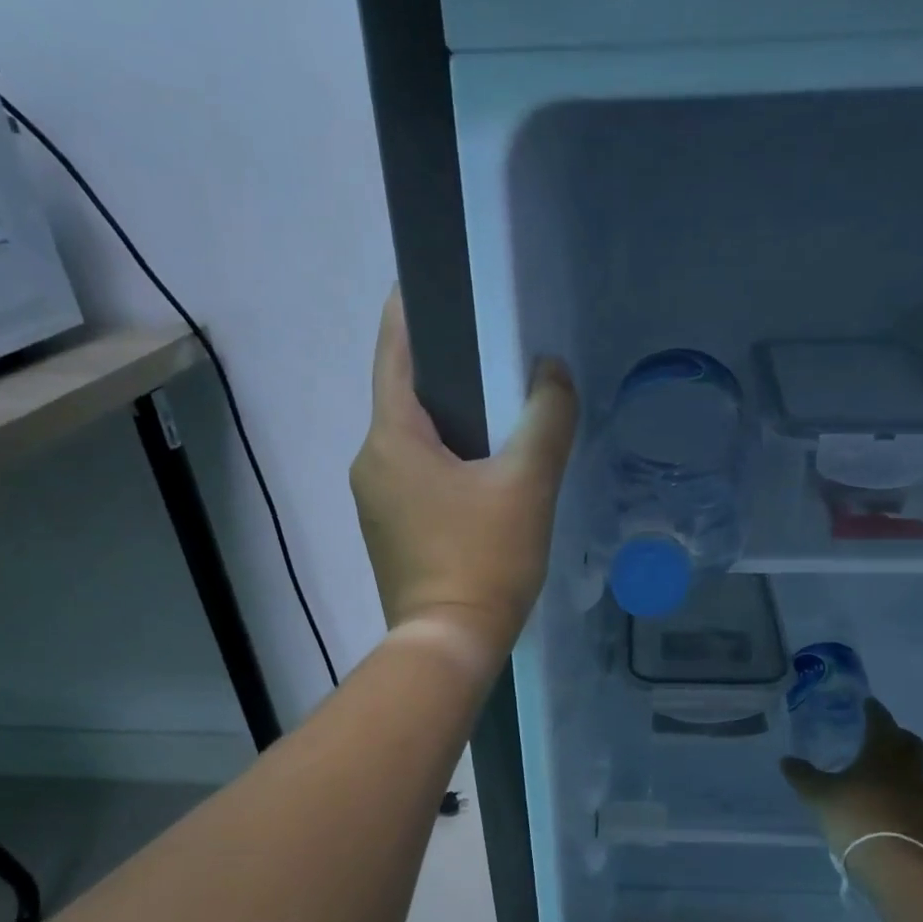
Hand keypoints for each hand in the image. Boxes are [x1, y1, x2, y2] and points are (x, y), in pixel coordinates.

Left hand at [349, 288, 578, 663]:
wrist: (449, 644)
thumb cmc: (485, 559)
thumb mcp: (527, 484)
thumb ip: (546, 418)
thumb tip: (551, 371)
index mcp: (391, 438)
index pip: (394, 352)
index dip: (410, 309)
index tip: (432, 277)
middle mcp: (370, 461)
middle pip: (404, 395)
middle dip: (445, 367)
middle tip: (494, 346)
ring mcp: (375, 500)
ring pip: (412, 439)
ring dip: (449, 417)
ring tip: (499, 404)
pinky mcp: (389, 530)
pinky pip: (416, 473)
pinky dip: (445, 457)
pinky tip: (484, 466)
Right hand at [779, 700, 922, 861]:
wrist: (896, 864)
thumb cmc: (855, 817)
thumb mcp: (819, 795)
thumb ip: (802, 775)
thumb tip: (786, 760)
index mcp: (883, 752)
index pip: (881, 722)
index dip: (874, 711)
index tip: (868, 703)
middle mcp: (907, 768)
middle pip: (908, 742)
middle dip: (895, 734)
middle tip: (878, 734)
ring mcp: (921, 794)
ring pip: (914, 769)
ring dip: (899, 764)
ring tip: (878, 771)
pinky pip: (915, 795)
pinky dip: (902, 791)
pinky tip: (885, 801)